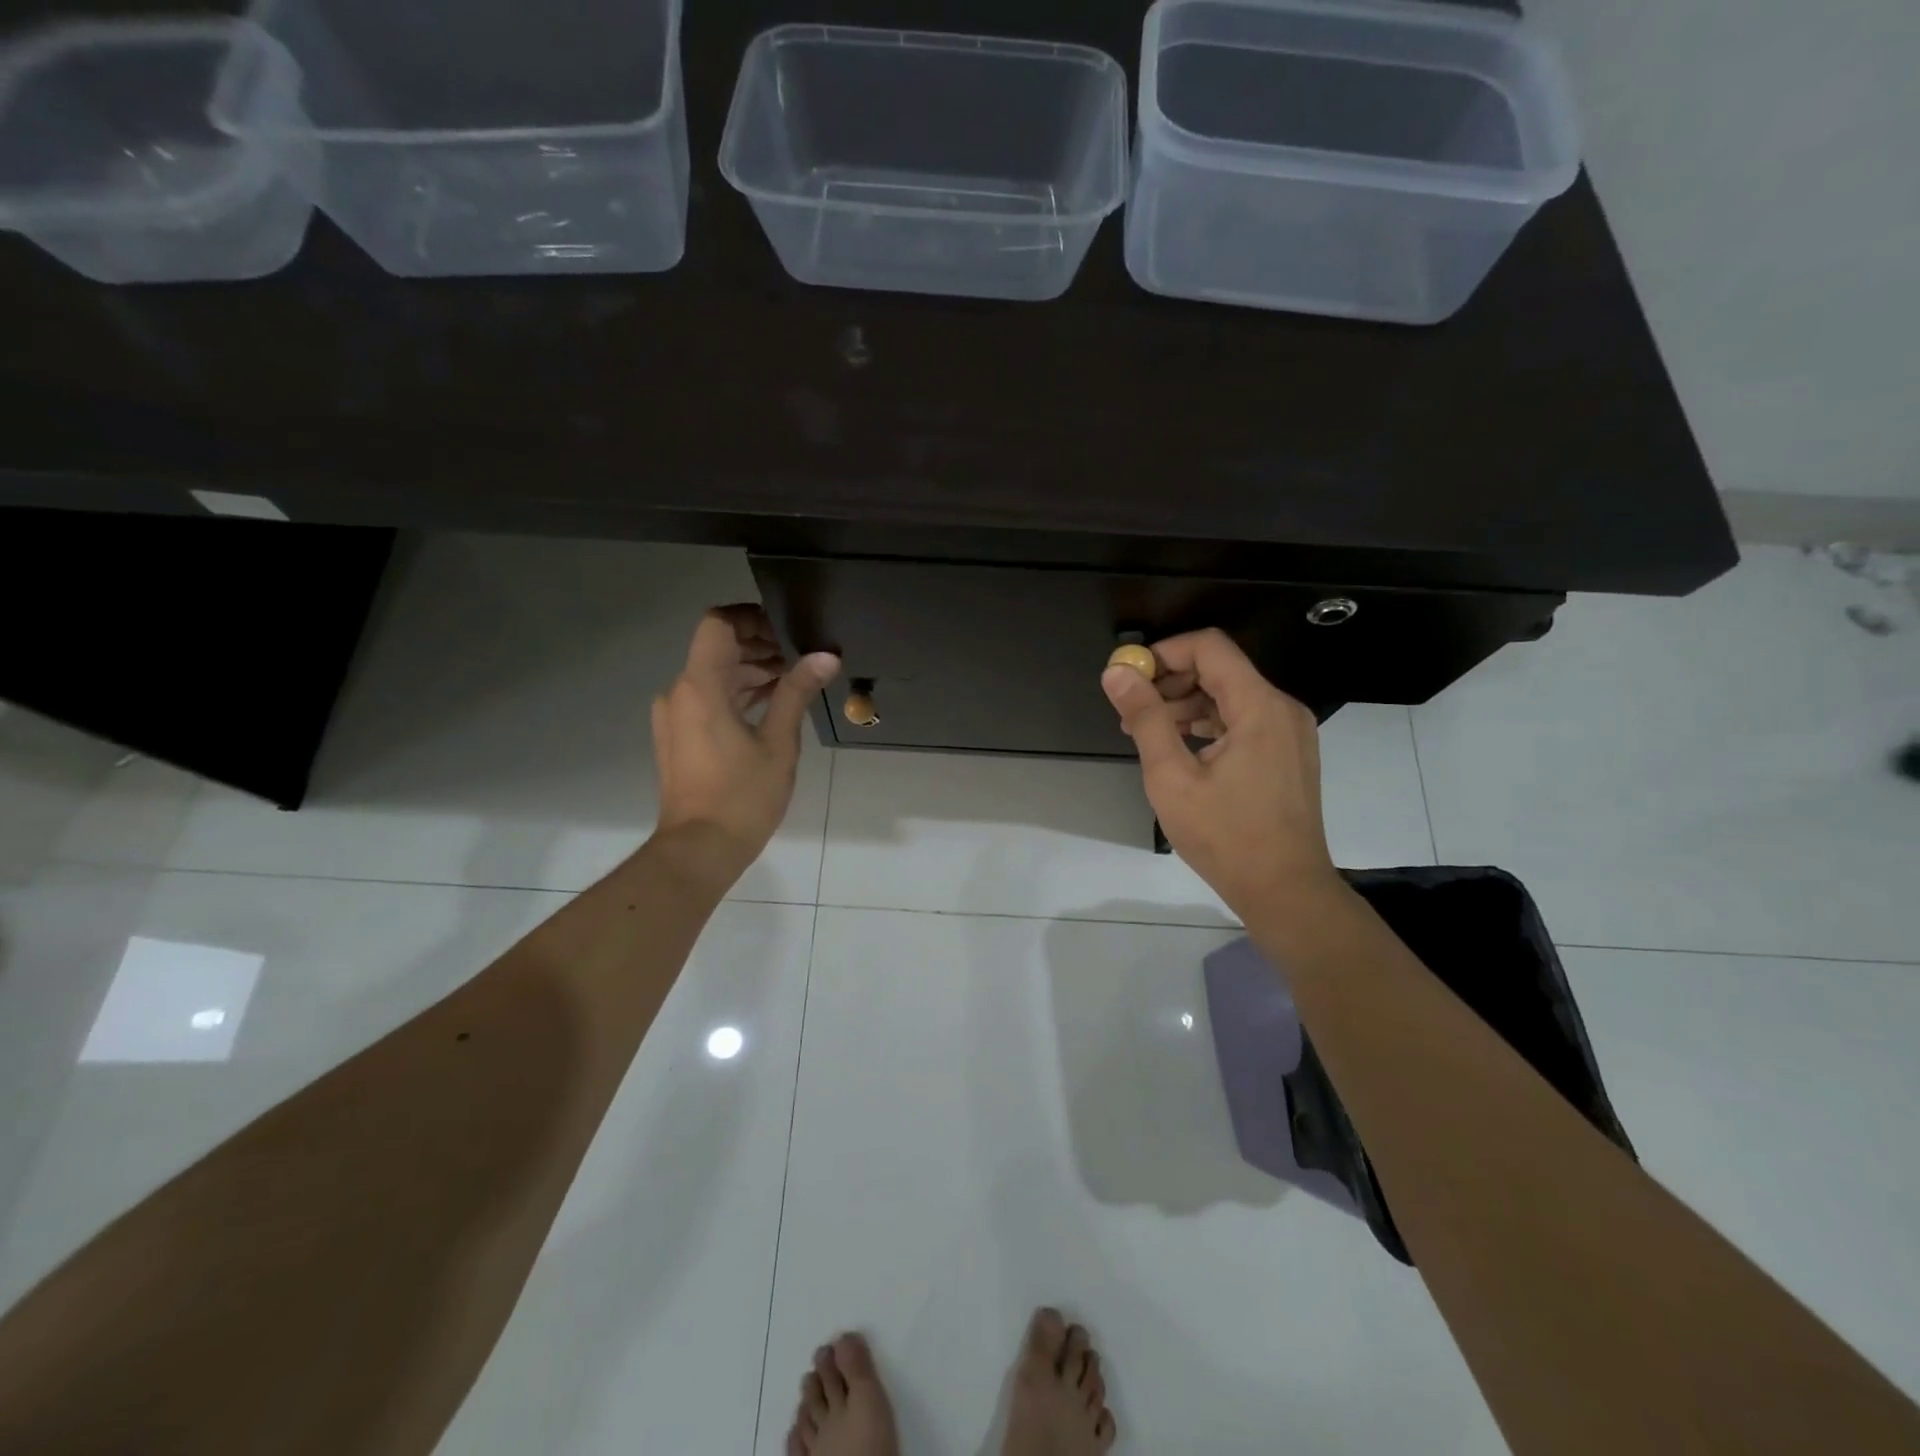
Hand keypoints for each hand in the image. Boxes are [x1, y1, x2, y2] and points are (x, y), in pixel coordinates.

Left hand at [651, 605, 839, 886]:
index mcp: (700, 686)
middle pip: (717, 648)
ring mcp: (675, 716)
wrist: (700, 849)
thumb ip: (796, 692)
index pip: (717, 624)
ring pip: (713, 675)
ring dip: (749, 671)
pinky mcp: (678, 736)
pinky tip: (770, 704)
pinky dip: (736, 693)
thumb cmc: (742, 796)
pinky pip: (707, 699)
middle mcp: (679, 692)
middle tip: (800, 657)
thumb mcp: (778, 742)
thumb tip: (826, 656)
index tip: (786, 629)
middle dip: (757, 646)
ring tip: (792, 680)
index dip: (751, 618)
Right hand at [1102, 629, 1339, 918]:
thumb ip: (1145, 718)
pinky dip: (1208, 724)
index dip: (1164, 652)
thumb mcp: (1172, 777)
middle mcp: (1281, 708)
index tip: (1129, 677)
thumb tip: (1116, 673)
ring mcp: (1289, 732)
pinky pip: (1243, 720)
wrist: (1285, 891)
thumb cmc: (1225, 837)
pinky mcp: (1287, 753)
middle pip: (1220, 668)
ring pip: (1230, 695)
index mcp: (1259, 706)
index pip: (1209, 647)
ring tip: (1146, 732)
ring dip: (1186, 704)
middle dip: (1170, 680)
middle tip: (1131, 709)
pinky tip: (1178, 747)